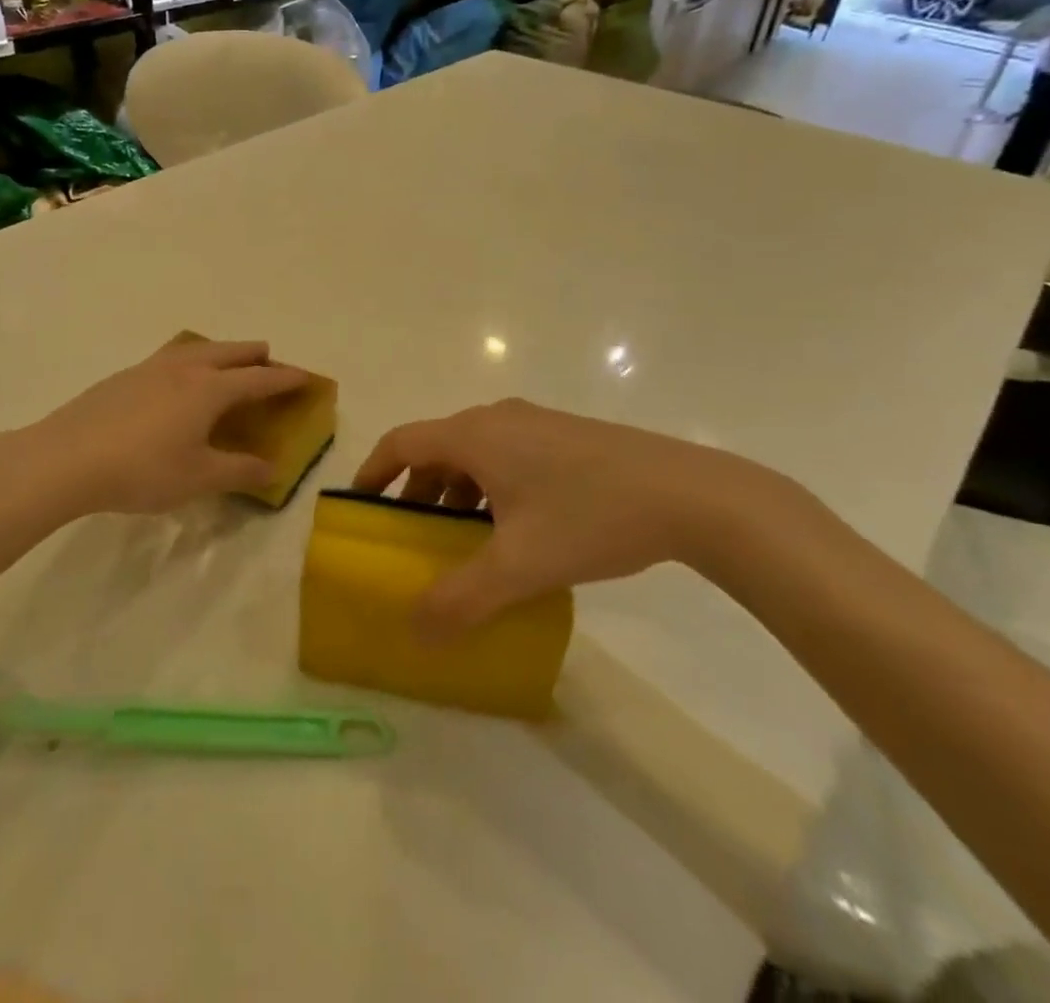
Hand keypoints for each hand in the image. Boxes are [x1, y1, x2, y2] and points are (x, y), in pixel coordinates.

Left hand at [4, 338, 310, 517]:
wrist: (66, 458)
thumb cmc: (142, 470)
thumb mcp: (199, 478)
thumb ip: (240, 471)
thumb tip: (274, 469)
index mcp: (209, 389)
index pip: (258, 379)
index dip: (285, 378)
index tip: (306, 377)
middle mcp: (184, 369)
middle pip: (229, 352)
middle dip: (255, 355)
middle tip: (270, 360)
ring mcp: (150, 368)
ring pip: (196, 348)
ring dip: (220, 351)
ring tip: (225, 361)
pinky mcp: (123, 377)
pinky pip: (169, 358)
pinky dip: (189, 360)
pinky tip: (175, 380)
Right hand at [353, 399, 800, 633]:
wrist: (690, 495)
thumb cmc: (591, 517)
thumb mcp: (520, 565)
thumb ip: (461, 599)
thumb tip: (415, 630)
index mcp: (474, 435)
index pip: (402, 442)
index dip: (373, 472)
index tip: (359, 507)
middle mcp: (497, 418)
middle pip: (436, 449)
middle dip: (416, 493)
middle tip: (411, 538)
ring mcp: (535, 424)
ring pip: (474, 455)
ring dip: (456, 494)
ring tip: (462, 542)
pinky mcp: (565, 437)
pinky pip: (506, 456)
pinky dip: (490, 488)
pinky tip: (515, 530)